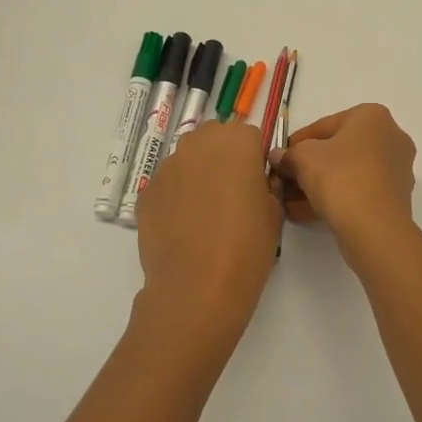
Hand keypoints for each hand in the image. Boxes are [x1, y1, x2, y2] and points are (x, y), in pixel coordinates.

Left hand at [132, 119, 282, 359]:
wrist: (197, 285)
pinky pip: (168, 185)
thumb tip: (254, 180)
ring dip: (197, 176)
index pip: (249, 136)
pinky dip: (176, 198)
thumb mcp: (274, 210)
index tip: (255, 184)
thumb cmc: (247, 245)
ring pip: (188, 160)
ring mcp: (168, 166)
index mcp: (237, 141)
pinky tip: (184, 228)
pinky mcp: (147, 191)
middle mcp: (199, 143)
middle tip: (231, 195)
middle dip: (222, 159)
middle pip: (213, 139)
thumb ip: (265, 183)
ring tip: (205, 214)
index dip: (253, 159)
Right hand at [272, 104, 416, 241]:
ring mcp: (397, 168)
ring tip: (292, 202)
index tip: (280, 159)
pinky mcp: (396, 196)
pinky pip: (359, 191)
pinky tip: (307, 213)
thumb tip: (278, 157)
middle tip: (286, 181)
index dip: (296, 143)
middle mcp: (391, 136)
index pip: (324, 125)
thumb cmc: (340, 176)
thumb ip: (288, 154)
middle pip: (339, 149)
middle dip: (309, 166)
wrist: (374, 226)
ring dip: (319, 185)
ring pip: (349, 172)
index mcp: (372, 116)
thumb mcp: (303, 158)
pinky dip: (336, 198)